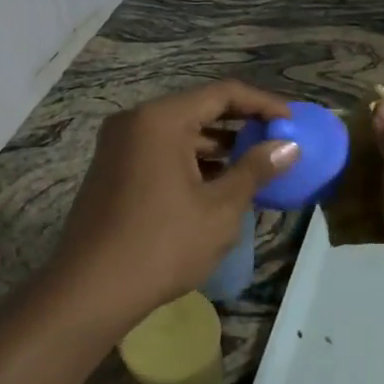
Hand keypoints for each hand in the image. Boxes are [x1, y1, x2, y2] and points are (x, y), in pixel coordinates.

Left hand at [47, 81, 297, 338]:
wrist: (90, 290)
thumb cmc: (162, 244)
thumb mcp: (219, 208)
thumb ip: (255, 170)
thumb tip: (288, 146)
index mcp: (160, 119)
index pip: (223, 94)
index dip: (263, 104)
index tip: (293, 120)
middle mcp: (135, 122)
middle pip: (199, 110)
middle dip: (241, 126)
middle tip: (278, 143)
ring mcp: (119, 146)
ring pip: (180, 134)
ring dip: (218, 148)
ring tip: (255, 168)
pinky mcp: (112, 170)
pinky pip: (161, 153)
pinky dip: (192, 163)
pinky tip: (219, 186)